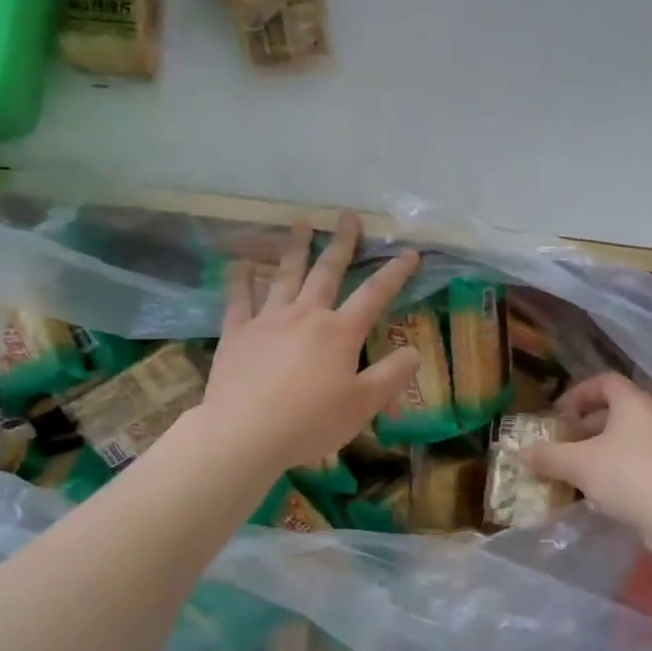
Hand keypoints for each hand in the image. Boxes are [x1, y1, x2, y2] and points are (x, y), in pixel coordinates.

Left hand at [201, 214, 420, 470]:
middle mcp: (306, 315)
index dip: (395, 273)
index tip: (409, 252)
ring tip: (301, 223)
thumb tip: (413, 352)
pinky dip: (240, 278)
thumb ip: (391, 375)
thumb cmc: (311, 422)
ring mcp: (268, 320)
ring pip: (285, 275)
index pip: (375, 295)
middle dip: (342, 244)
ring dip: (295, 248)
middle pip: (327, 272)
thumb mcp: (363, 405)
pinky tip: (241, 262)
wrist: (245, 433)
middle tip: (347, 217)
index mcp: (340, 332)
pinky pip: (238, 298)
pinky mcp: (237, 334)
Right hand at [521, 373, 651, 535]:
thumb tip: (520, 453)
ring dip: (600, 446)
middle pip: (615, 408)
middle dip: (585, 424)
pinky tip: (601, 486)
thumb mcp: (578, 464)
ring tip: (578, 467)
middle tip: (565, 441)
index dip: (578, 393)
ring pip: (626, 434)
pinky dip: (617, 462)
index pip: (604, 381)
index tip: (559, 414)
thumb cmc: (625, 475)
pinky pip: (638, 455)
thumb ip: (548, 456)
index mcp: (633, 402)